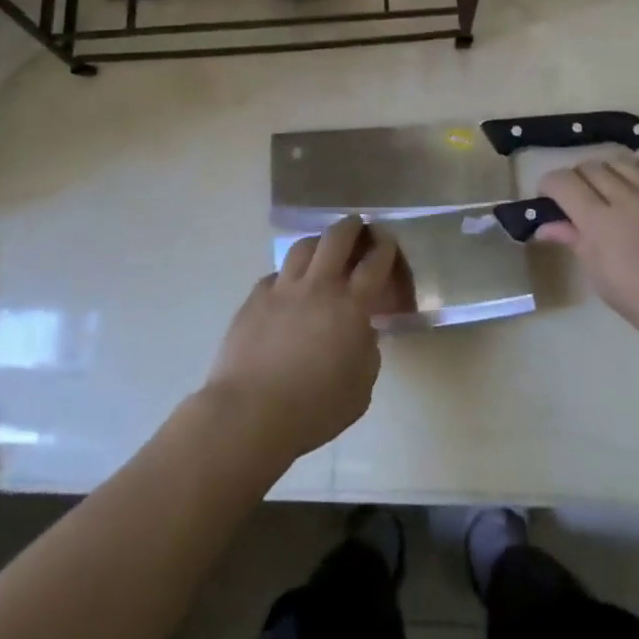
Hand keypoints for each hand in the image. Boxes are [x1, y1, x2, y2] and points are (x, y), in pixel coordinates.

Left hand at [203, 217, 403, 462]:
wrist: (251, 412)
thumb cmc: (315, 408)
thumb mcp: (361, 388)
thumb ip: (367, 352)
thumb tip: (361, 333)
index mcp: (351, 306)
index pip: (374, 263)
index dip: (384, 247)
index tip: (387, 240)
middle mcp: (318, 286)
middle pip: (337, 239)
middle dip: (351, 227)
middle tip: (358, 226)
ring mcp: (282, 289)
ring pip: (302, 247)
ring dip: (318, 242)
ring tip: (322, 248)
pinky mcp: (254, 299)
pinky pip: (275, 275)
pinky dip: (288, 275)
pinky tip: (288, 287)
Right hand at [536, 153, 638, 365]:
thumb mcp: (602, 278)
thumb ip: (575, 242)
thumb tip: (546, 226)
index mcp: (600, 222)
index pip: (564, 182)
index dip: (550, 185)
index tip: (548, 198)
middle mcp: (627, 199)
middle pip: (591, 168)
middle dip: (577, 179)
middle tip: (577, 200)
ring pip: (624, 162)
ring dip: (609, 171)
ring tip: (609, 190)